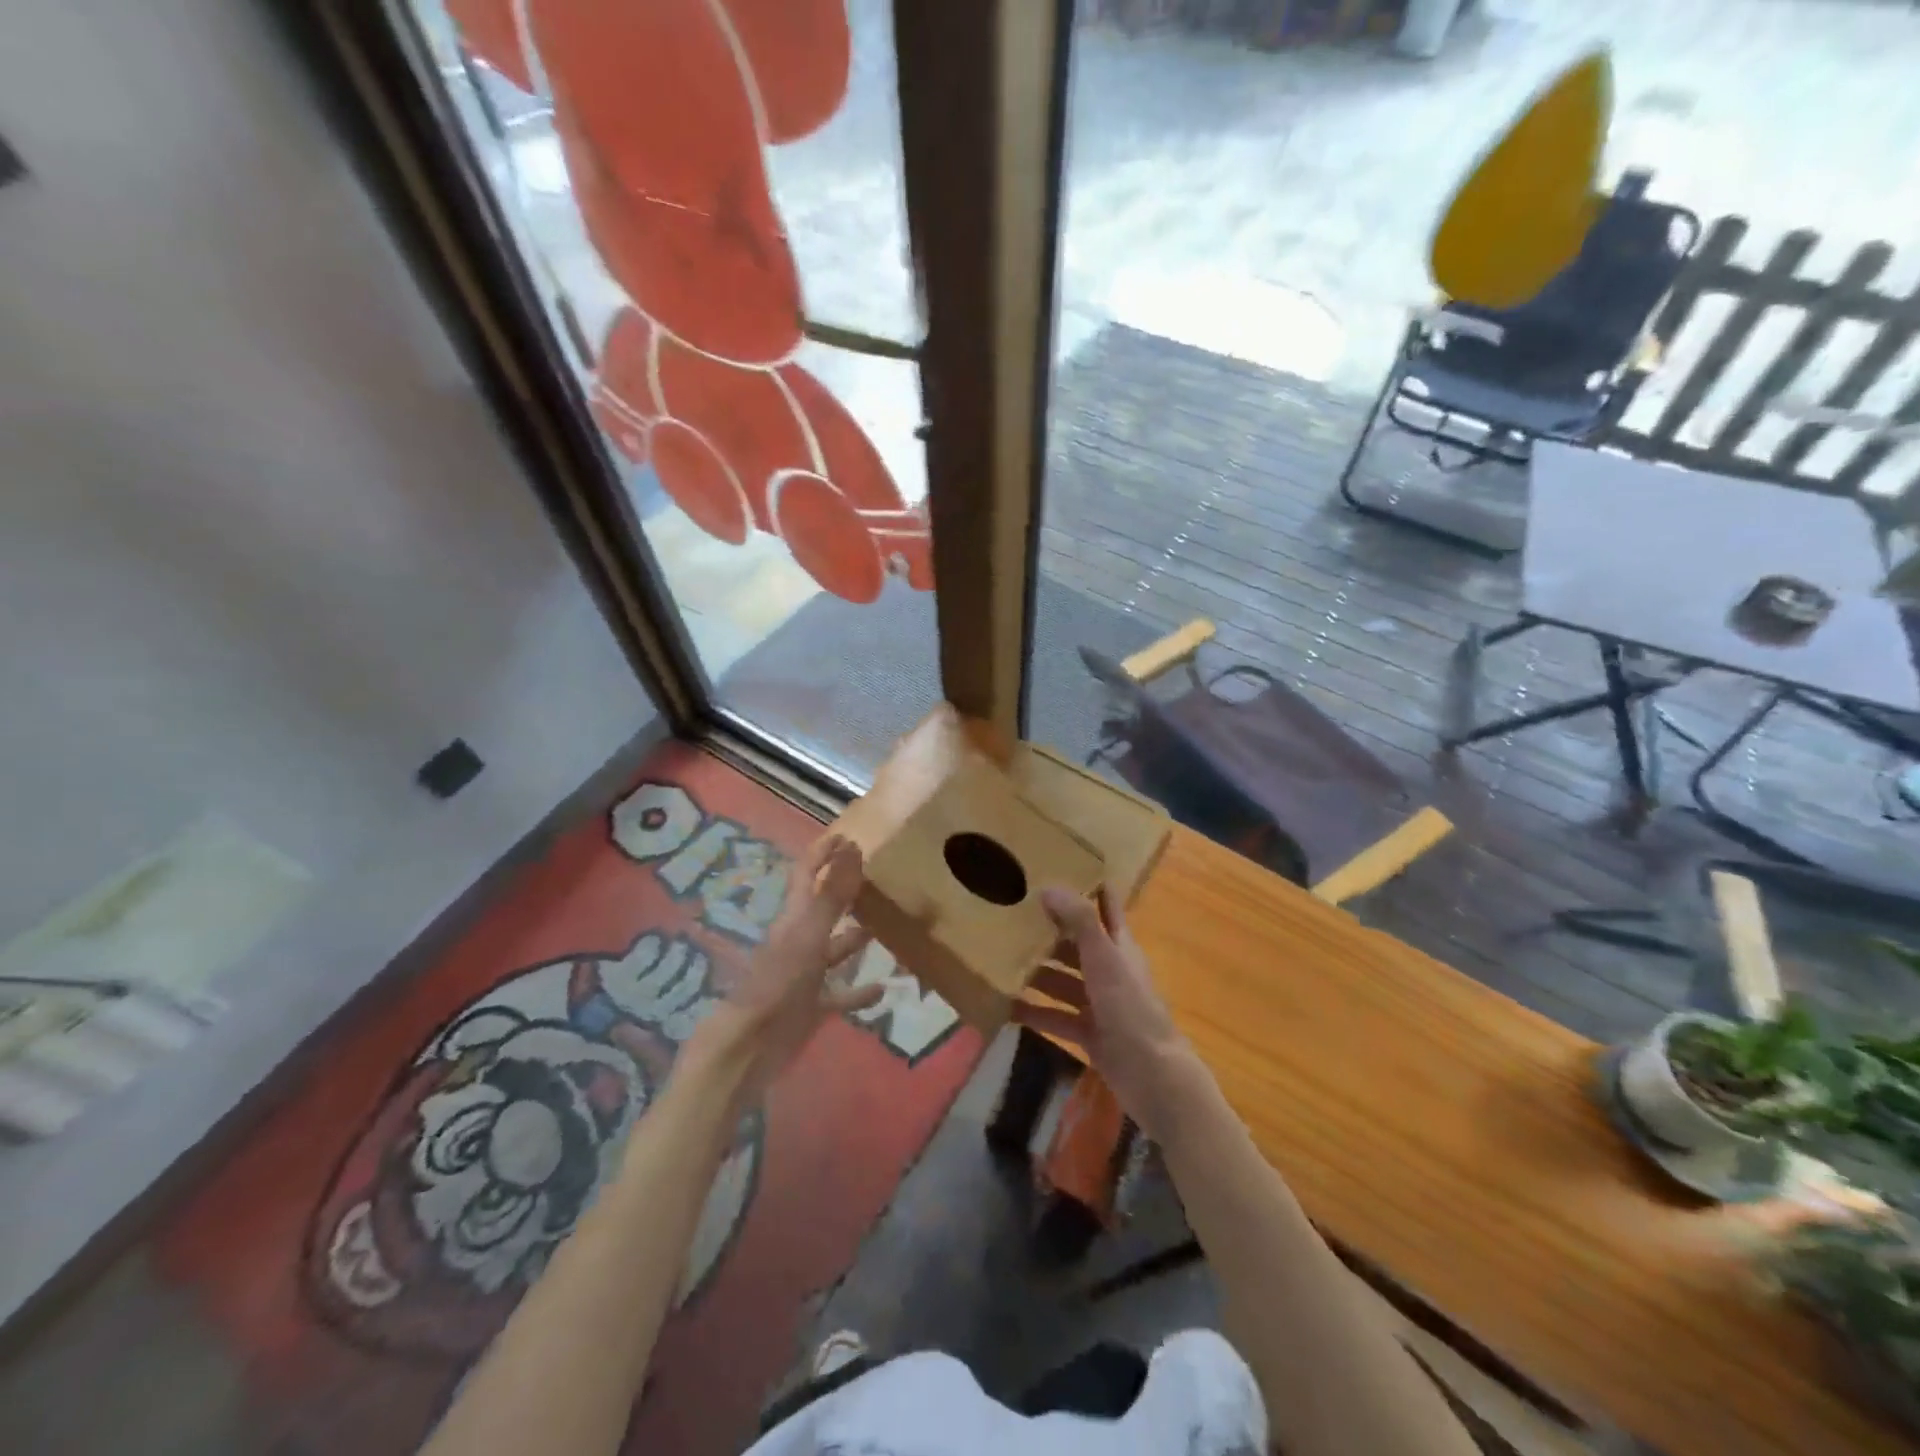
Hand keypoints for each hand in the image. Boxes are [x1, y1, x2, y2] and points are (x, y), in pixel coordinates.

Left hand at [686, 833, 881, 1100]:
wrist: (749, 1047)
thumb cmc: (779, 983)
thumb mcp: (810, 934)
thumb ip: (832, 894)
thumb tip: (852, 847)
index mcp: (794, 919)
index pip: (806, 875)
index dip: (823, 854)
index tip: (847, 836)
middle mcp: (799, 942)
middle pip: (822, 909)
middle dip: (844, 892)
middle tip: (875, 878)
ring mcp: (804, 976)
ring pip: (834, 950)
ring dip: (855, 939)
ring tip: (886, 928)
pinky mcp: (810, 1007)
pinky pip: (840, 994)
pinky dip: (859, 990)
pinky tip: (883, 989)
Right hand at [1013, 884, 1201, 1137]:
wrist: (1153, 1076)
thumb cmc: (1130, 1008)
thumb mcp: (1105, 958)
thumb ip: (1080, 921)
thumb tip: (1049, 886)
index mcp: (1120, 946)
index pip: (1106, 907)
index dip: (1090, 887)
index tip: (1061, 867)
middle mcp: (1110, 970)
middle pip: (1077, 944)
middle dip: (1049, 932)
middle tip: (1011, 915)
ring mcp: (1100, 1004)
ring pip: (1063, 981)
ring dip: (1037, 973)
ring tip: (1001, 960)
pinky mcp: (1089, 1034)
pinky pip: (1056, 1017)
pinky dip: (1035, 1012)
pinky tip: (1006, 1007)